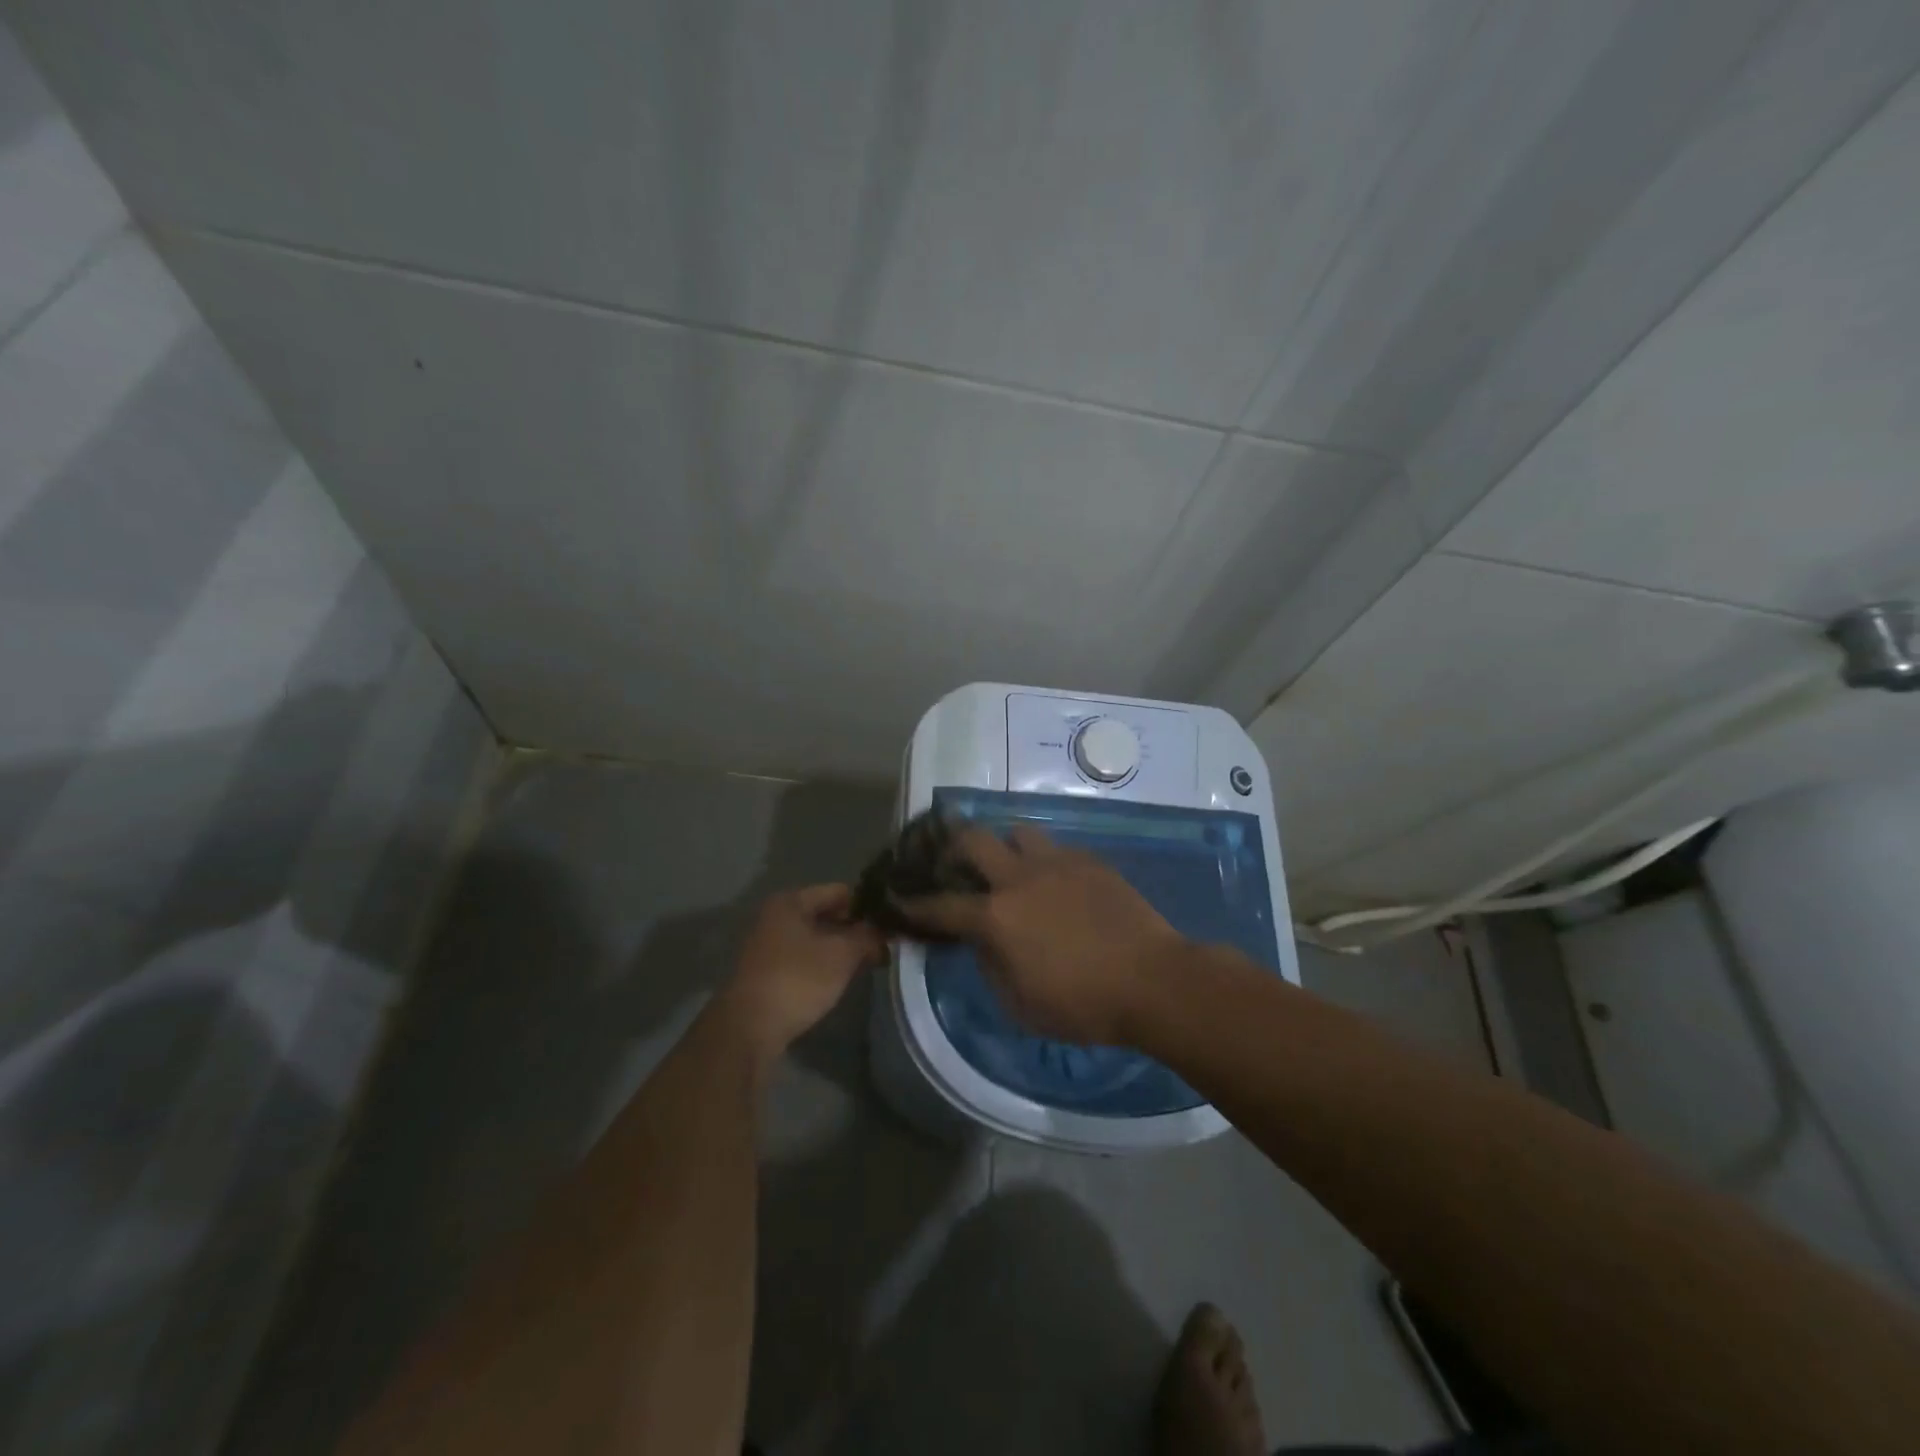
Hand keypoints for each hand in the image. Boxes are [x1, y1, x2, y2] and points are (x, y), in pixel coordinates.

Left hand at [718, 885, 883, 1061]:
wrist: (748, 1029)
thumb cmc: (797, 980)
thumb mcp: (842, 955)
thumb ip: (867, 936)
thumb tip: (884, 930)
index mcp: (791, 901)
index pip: (839, 891)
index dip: (867, 904)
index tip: (891, 920)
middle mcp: (776, 916)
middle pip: (826, 913)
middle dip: (855, 927)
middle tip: (884, 943)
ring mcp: (768, 945)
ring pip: (815, 937)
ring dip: (840, 947)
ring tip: (868, 960)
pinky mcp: (767, 972)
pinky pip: (804, 957)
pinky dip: (824, 963)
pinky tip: (841, 977)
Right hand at [898, 826, 1183, 1044]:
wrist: (1153, 980)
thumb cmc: (1083, 1004)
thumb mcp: (1020, 1006)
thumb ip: (990, 967)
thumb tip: (982, 943)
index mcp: (996, 917)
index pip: (941, 905)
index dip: (914, 903)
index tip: (897, 896)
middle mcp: (1019, 878)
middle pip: (972, 839)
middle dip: (952, 846)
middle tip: (953, 862)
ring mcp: (1056, 862)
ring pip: (1017, 832)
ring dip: (1005, 847)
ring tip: (1011, 869)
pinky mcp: (1089, 860)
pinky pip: (1055, 848)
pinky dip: (1044, 861)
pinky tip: (1056, 884)